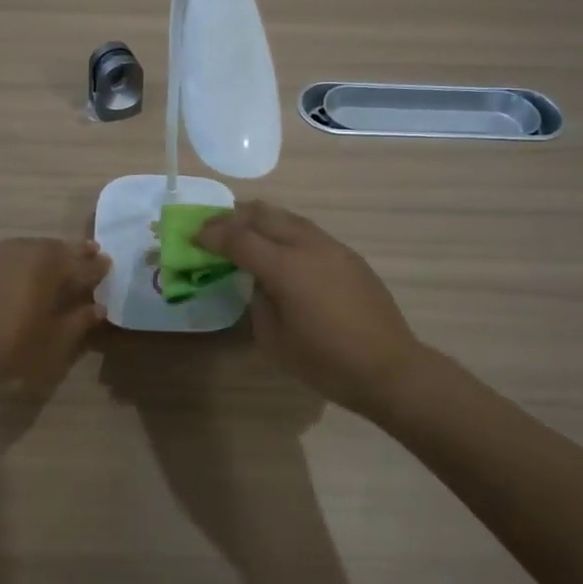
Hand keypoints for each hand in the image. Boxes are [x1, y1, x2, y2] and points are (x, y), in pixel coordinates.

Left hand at [0, 237, 109, 389]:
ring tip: (52, 262)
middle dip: (74, 253)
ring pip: (28, 248)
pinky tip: (15, 274)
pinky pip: (3, 257)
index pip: (83, 263)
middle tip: (88, 253)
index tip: (107, 264)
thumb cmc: (13, 344)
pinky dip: (16, 262)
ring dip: (44, 254)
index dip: (97, 266)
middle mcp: (26, 249)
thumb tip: (98, 308)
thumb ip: (79, 320)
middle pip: (56, 248)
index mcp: (51, 264)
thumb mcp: (54, 339)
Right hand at [195, 202, 421, 416]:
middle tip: (213, 227)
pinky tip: (279, 248)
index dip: (212, 234)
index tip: (193, 236)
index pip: (239, 238)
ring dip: (260, 219)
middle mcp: (308, 246)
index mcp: (286, 267)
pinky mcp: (349, 255)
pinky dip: (284, 230)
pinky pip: (308, 231)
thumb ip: (258, 301)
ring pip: (288, 217)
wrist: (389, 368)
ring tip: (242, 230)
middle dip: (233, 217)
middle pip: (263, 215)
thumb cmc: (326, 362)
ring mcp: (332, 247)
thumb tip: (258, 281)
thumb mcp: (274, 340)